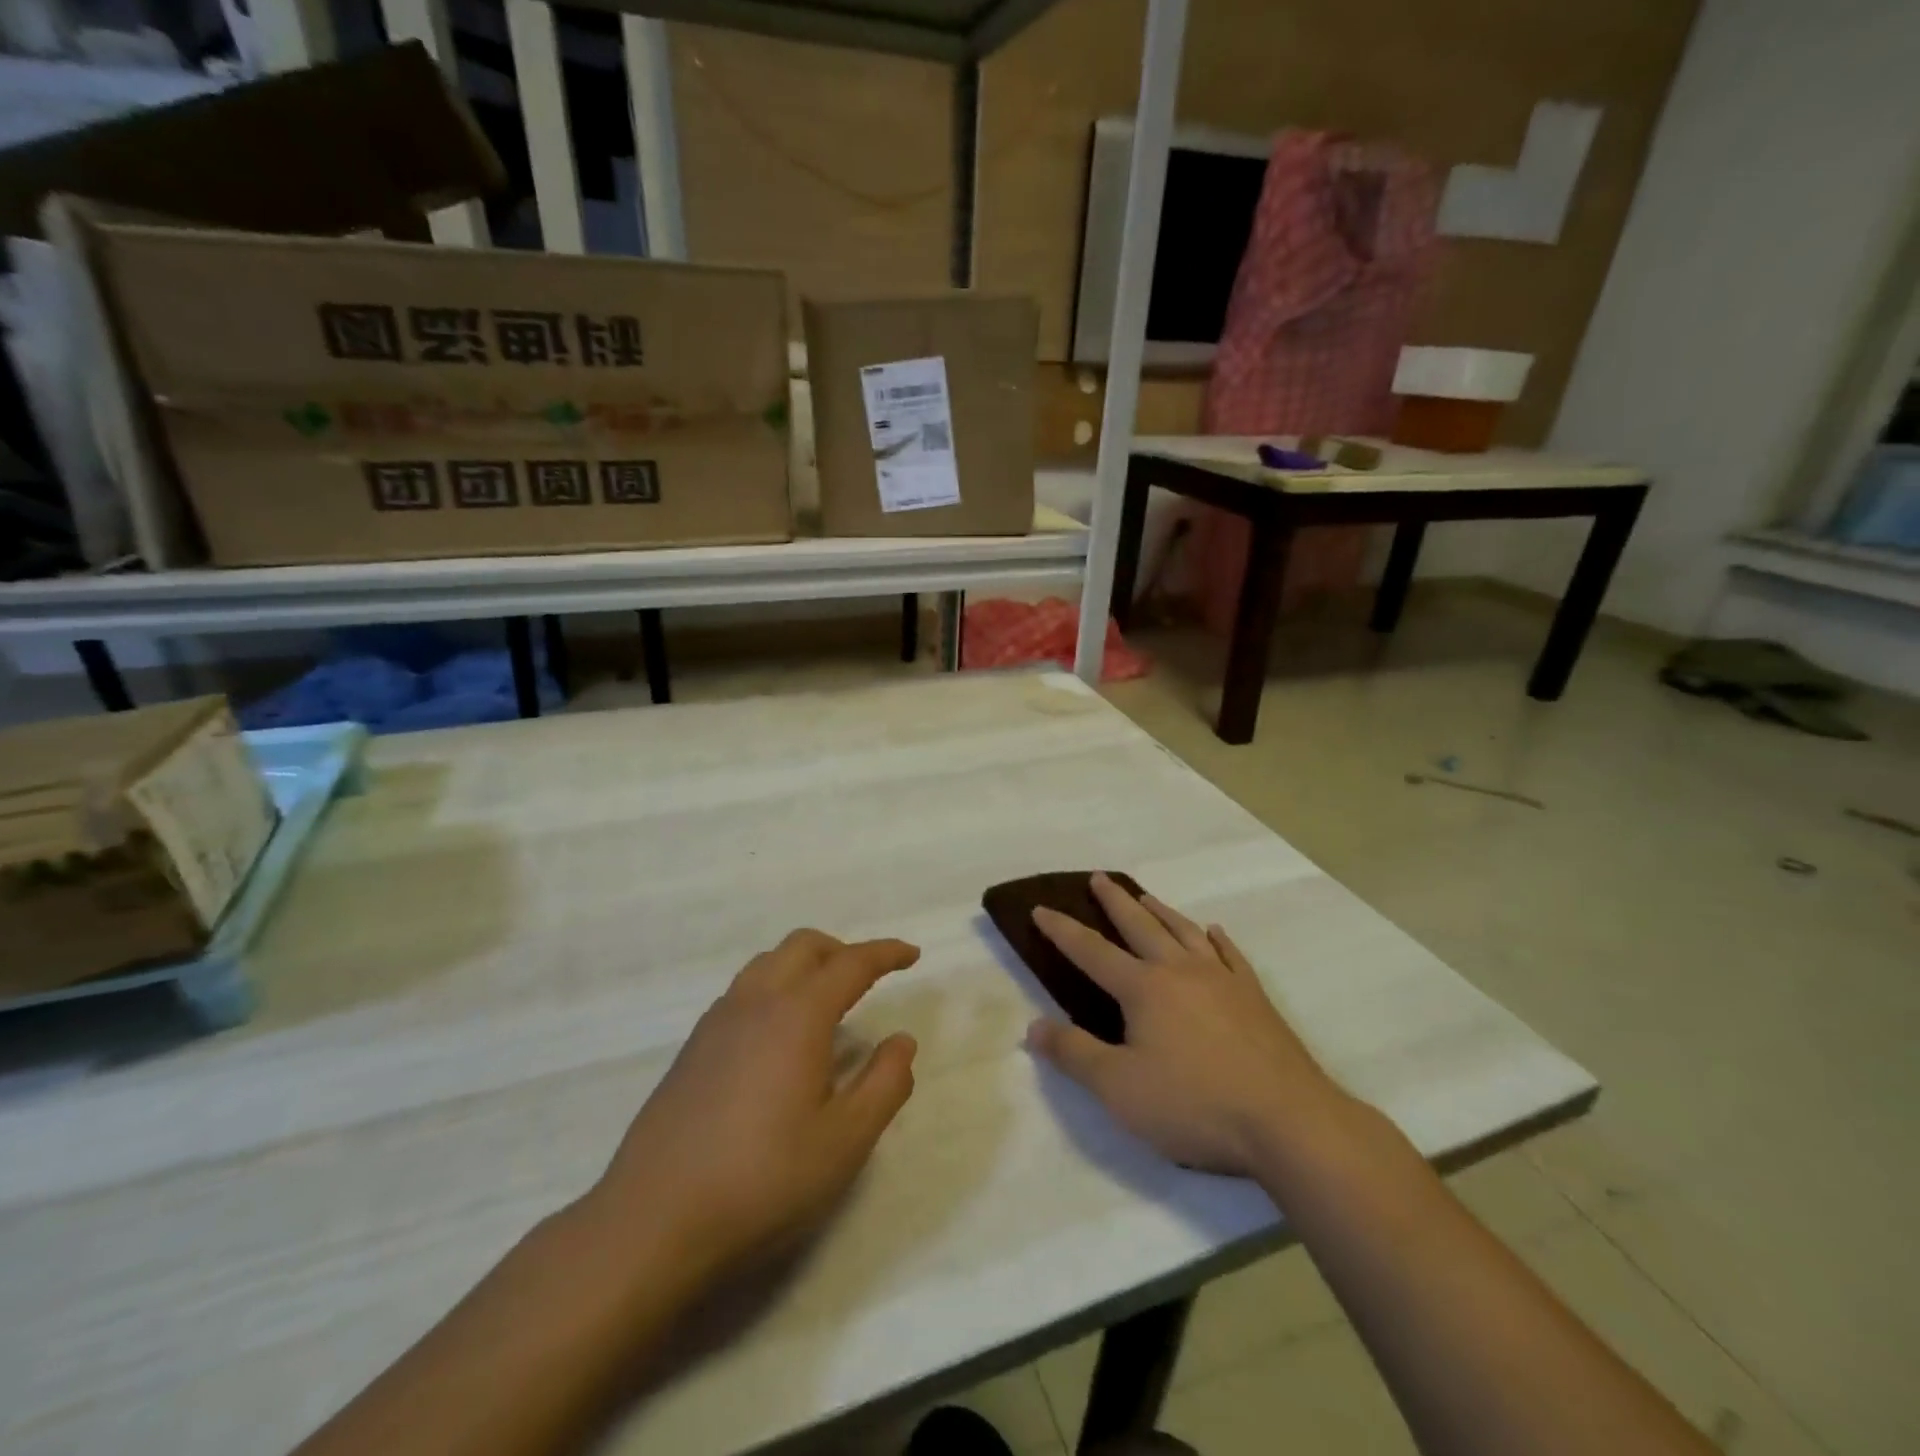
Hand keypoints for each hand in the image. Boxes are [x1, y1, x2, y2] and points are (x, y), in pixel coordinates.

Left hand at [583, 930, 919, 1287]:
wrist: (652, 1222)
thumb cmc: (762, 1180)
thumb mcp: (845, 1141)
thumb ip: (885, 1084)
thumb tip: (901, 1041)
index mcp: (797, 1015)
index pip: (851, 963)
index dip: (885, 953)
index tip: (911, 954)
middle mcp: (756, 1002)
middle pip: (804, 946)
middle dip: (843, 950)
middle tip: (869, 979)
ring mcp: (717, 1022)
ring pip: (768, 963)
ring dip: (805, 965)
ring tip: (826, 1003)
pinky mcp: (693, 1047)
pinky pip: (744, 990)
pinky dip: (775, 987)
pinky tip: (779, 1037)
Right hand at [1025, 874, 1343, 1174]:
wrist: (1288, 1121)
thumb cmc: (1195, 1104)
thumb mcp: (1119, 1088)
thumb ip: (1074, 1054)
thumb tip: (1033, 1026)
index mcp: (1144, 988)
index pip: (1092, 951)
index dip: (1062, 930)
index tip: (1040, 908)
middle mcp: (1180, 971)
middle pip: (1140, 925)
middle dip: (1114, 901)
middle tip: (1099, 877)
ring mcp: (1222, 980)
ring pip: (1184, 931)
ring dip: (1161, 911)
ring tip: (1145, 896)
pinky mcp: (1254, 998)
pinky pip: (1231, 955)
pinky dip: (1217, 939)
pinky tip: (1214, 932)